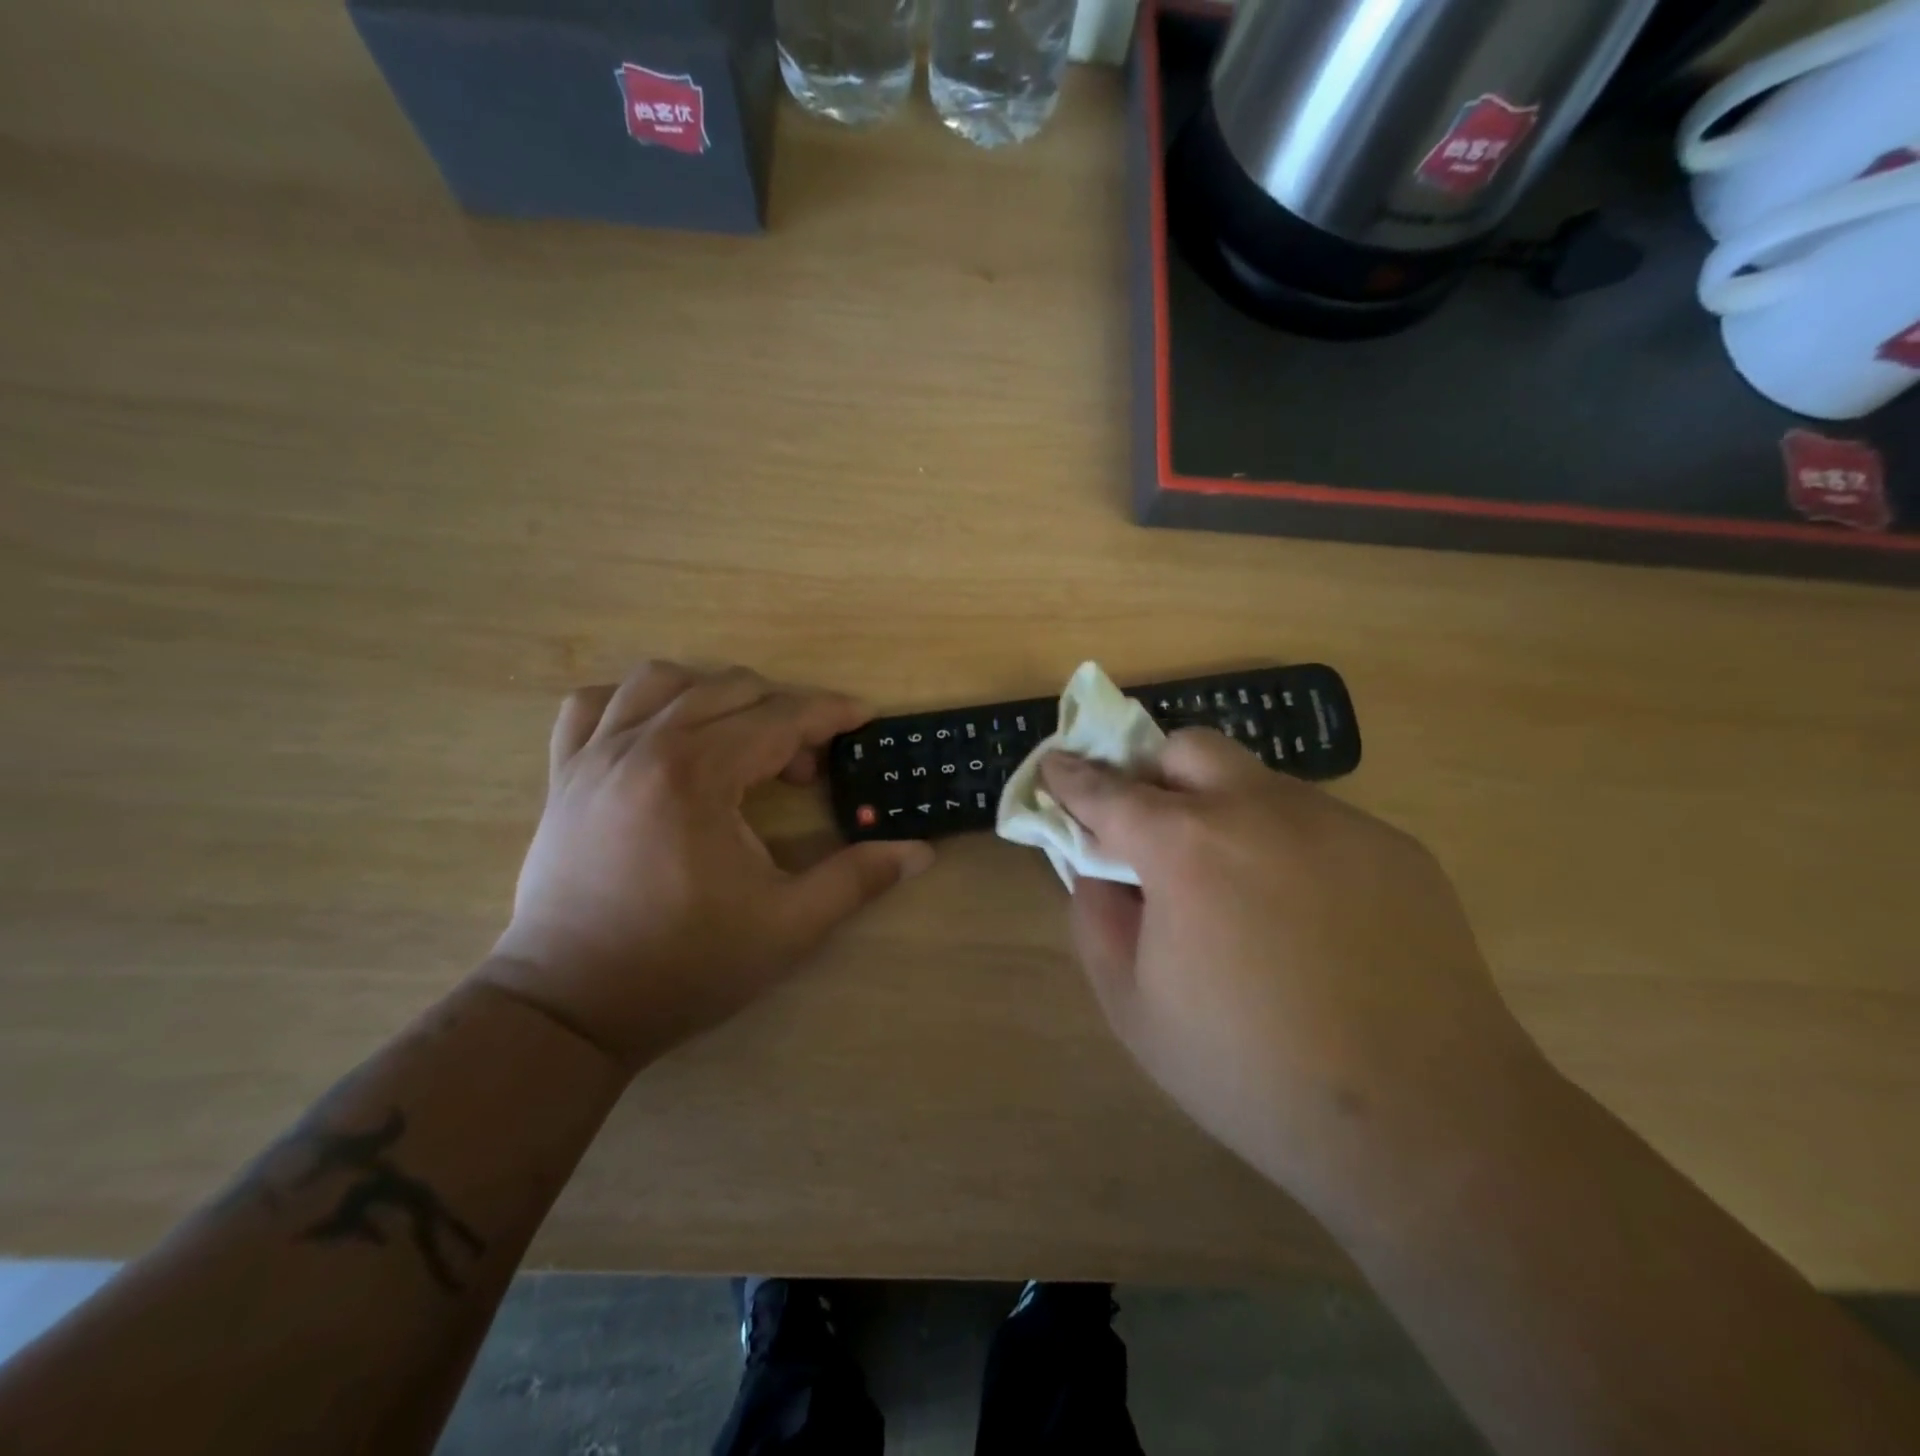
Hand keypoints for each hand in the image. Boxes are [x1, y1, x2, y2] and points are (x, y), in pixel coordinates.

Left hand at [485, 662, 933, 1071]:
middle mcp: (643, 746)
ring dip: (713, 694)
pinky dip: (631, 703)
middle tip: (806, 766)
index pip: (780, 718)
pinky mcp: (564, 775)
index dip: (830, 713)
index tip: (864, 717)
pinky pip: (590, 706)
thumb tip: (921, 852)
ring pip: (660, 680)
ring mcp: (594, 756)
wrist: (570, 1009)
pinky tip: (657, 732)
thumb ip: (857, 880)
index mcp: (698, 774)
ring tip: (738, 738)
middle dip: (784, 713)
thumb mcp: (788, 928)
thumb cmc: (685, 966)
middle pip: (730, 689)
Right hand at [1039, 733, 1549, 1220]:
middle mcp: (1261, 810)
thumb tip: (1099, 869)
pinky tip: (1309, 921)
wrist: (1425, 1123)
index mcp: (1187, 847)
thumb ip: (1097, 919)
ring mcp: (1337, 822)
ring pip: (1259, 784)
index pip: (1109, 791)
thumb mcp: (1135, 1007)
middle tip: (1154, 832)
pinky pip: (1319, 825)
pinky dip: (1287, 848)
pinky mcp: (1395, 848)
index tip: (1055, 764)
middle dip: (1155, 774)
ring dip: (1226, 813)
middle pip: (1190, 749)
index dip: (1073, 775)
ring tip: (1240, 893)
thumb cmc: (1252, 1071)